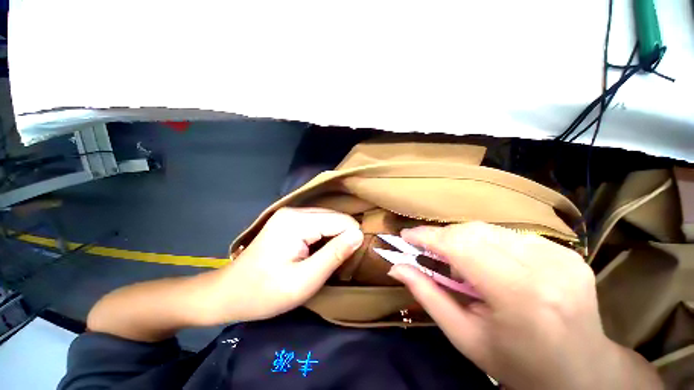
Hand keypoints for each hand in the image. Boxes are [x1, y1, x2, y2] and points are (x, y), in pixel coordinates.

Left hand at [206, 207, 362, 323]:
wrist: (228, 293)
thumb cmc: (265, 292)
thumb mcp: (304, 280)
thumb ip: (335, 255)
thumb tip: (359, 235)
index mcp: (297, 222)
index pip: (341, 221)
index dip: (352, 238)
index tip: (352, 259)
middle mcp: (295, 211)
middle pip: (335, 217)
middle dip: (344, 236)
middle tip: (342, 261)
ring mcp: (290, 213)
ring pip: (328, 219)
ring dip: (335, 236)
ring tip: (332, 257)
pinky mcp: (289, 220)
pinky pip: (317, 222)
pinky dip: (325, 235)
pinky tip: (320, 250)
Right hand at [388, 222, 661, 389]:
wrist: (581, 373)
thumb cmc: (517, 364)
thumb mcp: (464, 336)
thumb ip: (427, 295)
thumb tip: (396, 267)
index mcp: (519, 296)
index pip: (461, 247)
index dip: (428, 236)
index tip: (406, 236)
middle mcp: (545, 268)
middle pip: (474, 232)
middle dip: (443, 237)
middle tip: (428, 251)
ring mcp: (561, 256)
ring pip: (490, 229)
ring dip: (464, 240)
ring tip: (459, 263)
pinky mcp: (567, 252)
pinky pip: (510, 235)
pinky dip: (488, 243)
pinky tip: (490, 264)